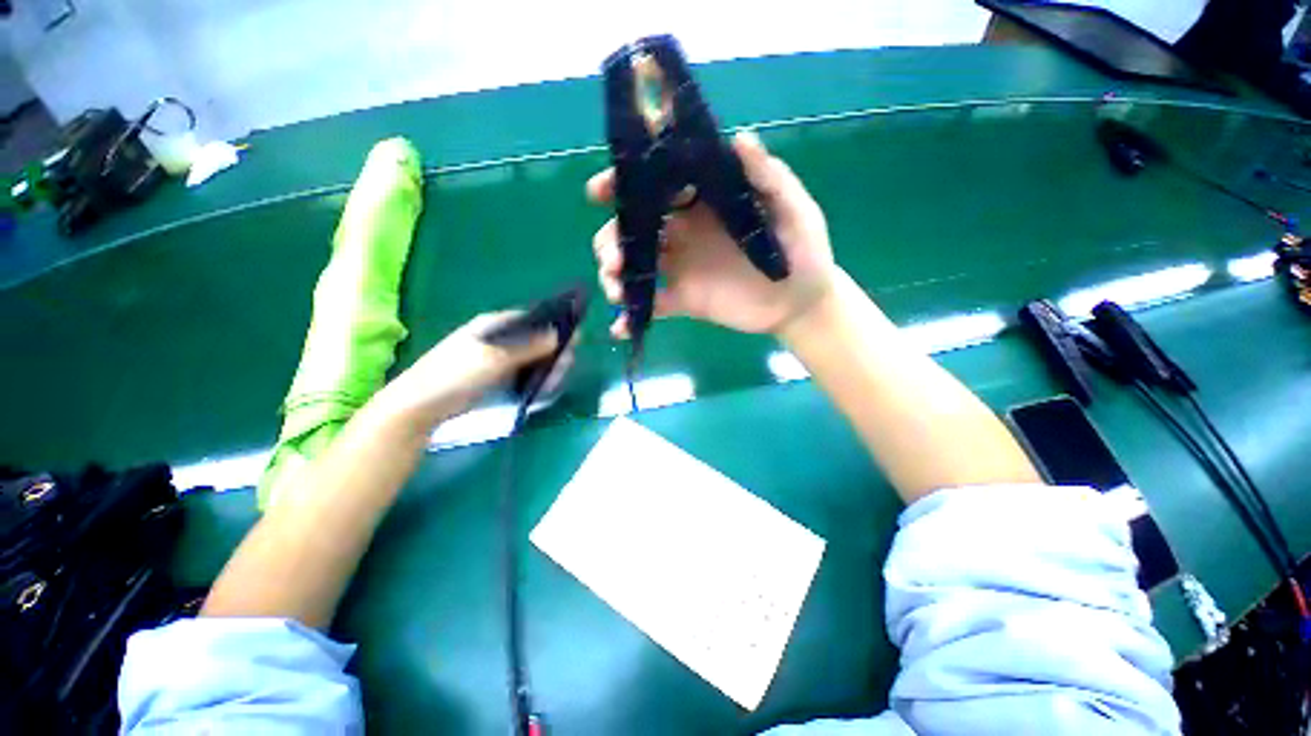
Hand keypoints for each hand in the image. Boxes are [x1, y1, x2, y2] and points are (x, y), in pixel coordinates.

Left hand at [378, 312, 557, 429]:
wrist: (421, 407)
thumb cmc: (455, 375)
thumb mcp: (494, 358)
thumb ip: (528, 346)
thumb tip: (559, 334)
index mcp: (496, 325)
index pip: (533, 318)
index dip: (555, 326)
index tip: (575, 339)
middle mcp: (501, 339)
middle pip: (538, 341)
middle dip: (555, 354)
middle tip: (562, 370)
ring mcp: (500, 360)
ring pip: (535, 360)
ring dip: (548, 370)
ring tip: (553, 384)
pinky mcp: (499, 378)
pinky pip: (526, 375)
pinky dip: (537, 381)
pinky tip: (542, 390)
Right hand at [588, 132, 835, 336]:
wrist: (801, 303)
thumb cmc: (803, 251)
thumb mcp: (793, 210)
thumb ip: (768, 178)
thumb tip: (741, 139)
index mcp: (704, 204)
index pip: (658, 186)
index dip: (625, 185)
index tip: (599, 192)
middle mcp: (684, 233)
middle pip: (635, 229)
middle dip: (612, 239)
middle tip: (612, 257)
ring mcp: (681, 268)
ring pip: (636, 266)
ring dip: (615, 275)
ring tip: (616, 290)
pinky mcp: (684, 300)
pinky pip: (653, 305)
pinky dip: (633, 316)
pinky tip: (621, 328)